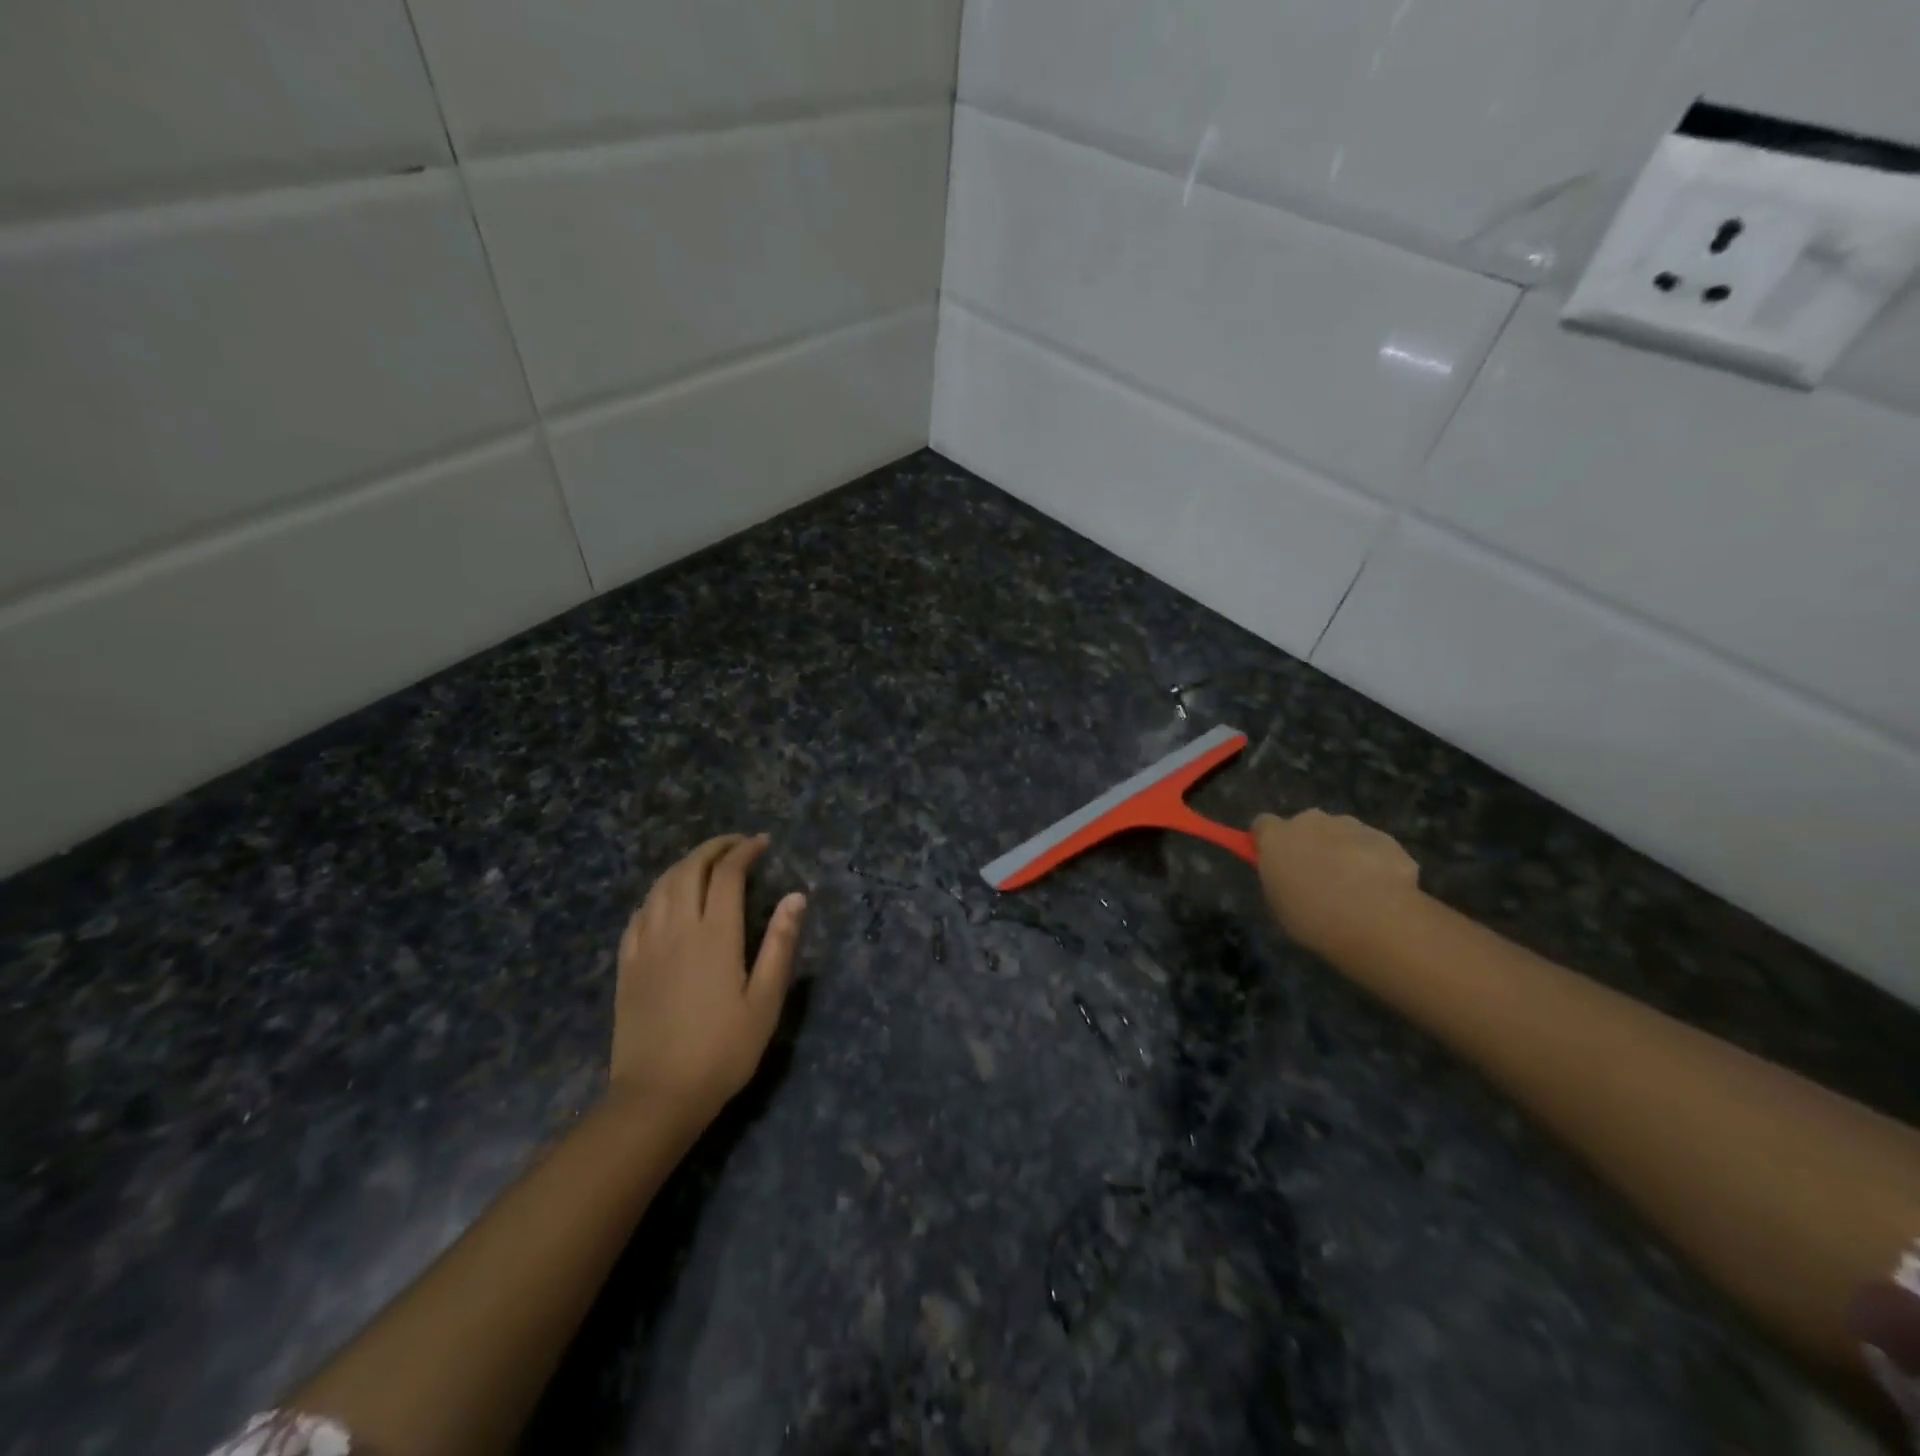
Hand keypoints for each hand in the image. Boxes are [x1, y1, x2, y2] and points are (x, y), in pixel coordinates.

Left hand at [611, 833, 805, 1127]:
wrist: (657, 1096)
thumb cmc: (722, 1051)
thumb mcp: (765, 1001)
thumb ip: (780, 944)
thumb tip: (796, 896)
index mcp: (715, 935)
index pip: (728, 874)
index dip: (744, 851)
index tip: (762, 842)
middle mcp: (678, 928)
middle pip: (690, 869)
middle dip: (714, 848)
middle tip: (736, 844)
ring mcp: (647, 945)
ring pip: (661, 886)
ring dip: (684, 864)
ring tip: (705, 863)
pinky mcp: (628, 964)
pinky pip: (640, 913)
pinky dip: (658, 892)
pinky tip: (667, 899)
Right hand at [1253, 810, 1420, 955]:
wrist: (1377, 922)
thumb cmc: (1314, 919)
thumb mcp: (1280, 905)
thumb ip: (1279, 878)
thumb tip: (1286, 871)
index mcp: (1277, 837)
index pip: (1263, 824)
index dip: (1268, 840)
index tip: (1275, 859)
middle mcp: (1310, 821)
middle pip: (1305, 825)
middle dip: (1310, 843)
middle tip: (1317, 877)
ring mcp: (1350, 826)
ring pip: (1340, 833)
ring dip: (1342, 851)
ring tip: (1355, 888)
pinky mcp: (1384, 837)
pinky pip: (1371, 846)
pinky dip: (1373, 861)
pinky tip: (1381, 891)